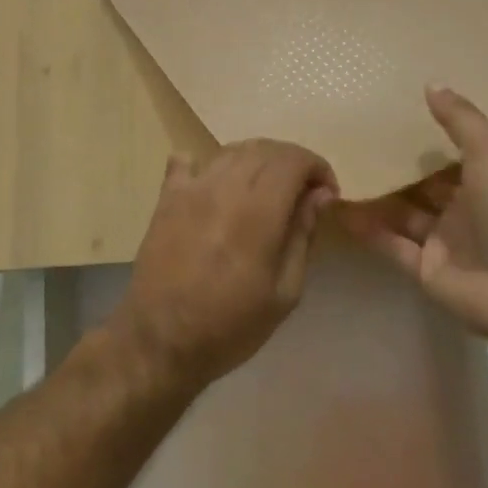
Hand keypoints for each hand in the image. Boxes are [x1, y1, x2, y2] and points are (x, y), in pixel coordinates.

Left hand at [111, 139, 337, 388]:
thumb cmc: (231, 325)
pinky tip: (216, 187)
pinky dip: (208, 165)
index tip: (326, 194)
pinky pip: (187, 160)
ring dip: (257, 161)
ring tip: (265, 190)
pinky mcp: (166, 197)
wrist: (161, 339)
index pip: (293, 160)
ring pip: (231, 150)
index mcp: (257, 213)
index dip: (317, 167)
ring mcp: (190, 188)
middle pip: (264, 148)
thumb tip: (320, 194)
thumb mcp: (284, 292)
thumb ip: (303, 235)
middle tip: (301, 193)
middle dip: (292, 162)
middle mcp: (223, 188)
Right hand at [338, 87, 487, 343]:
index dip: (420, 142)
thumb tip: (430, 83)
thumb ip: (460, 120)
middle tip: (347, 144)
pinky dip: (364, 229)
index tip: (383, 120)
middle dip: (390, 170)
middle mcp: (463, 212)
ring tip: (333, 173)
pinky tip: (335, 207)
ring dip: (371, 198)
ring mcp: (442, 243)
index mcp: (486, 183)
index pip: (447, 159)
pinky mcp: (424, 271)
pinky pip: (388, 244)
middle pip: (419, 187)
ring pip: (399, 215)